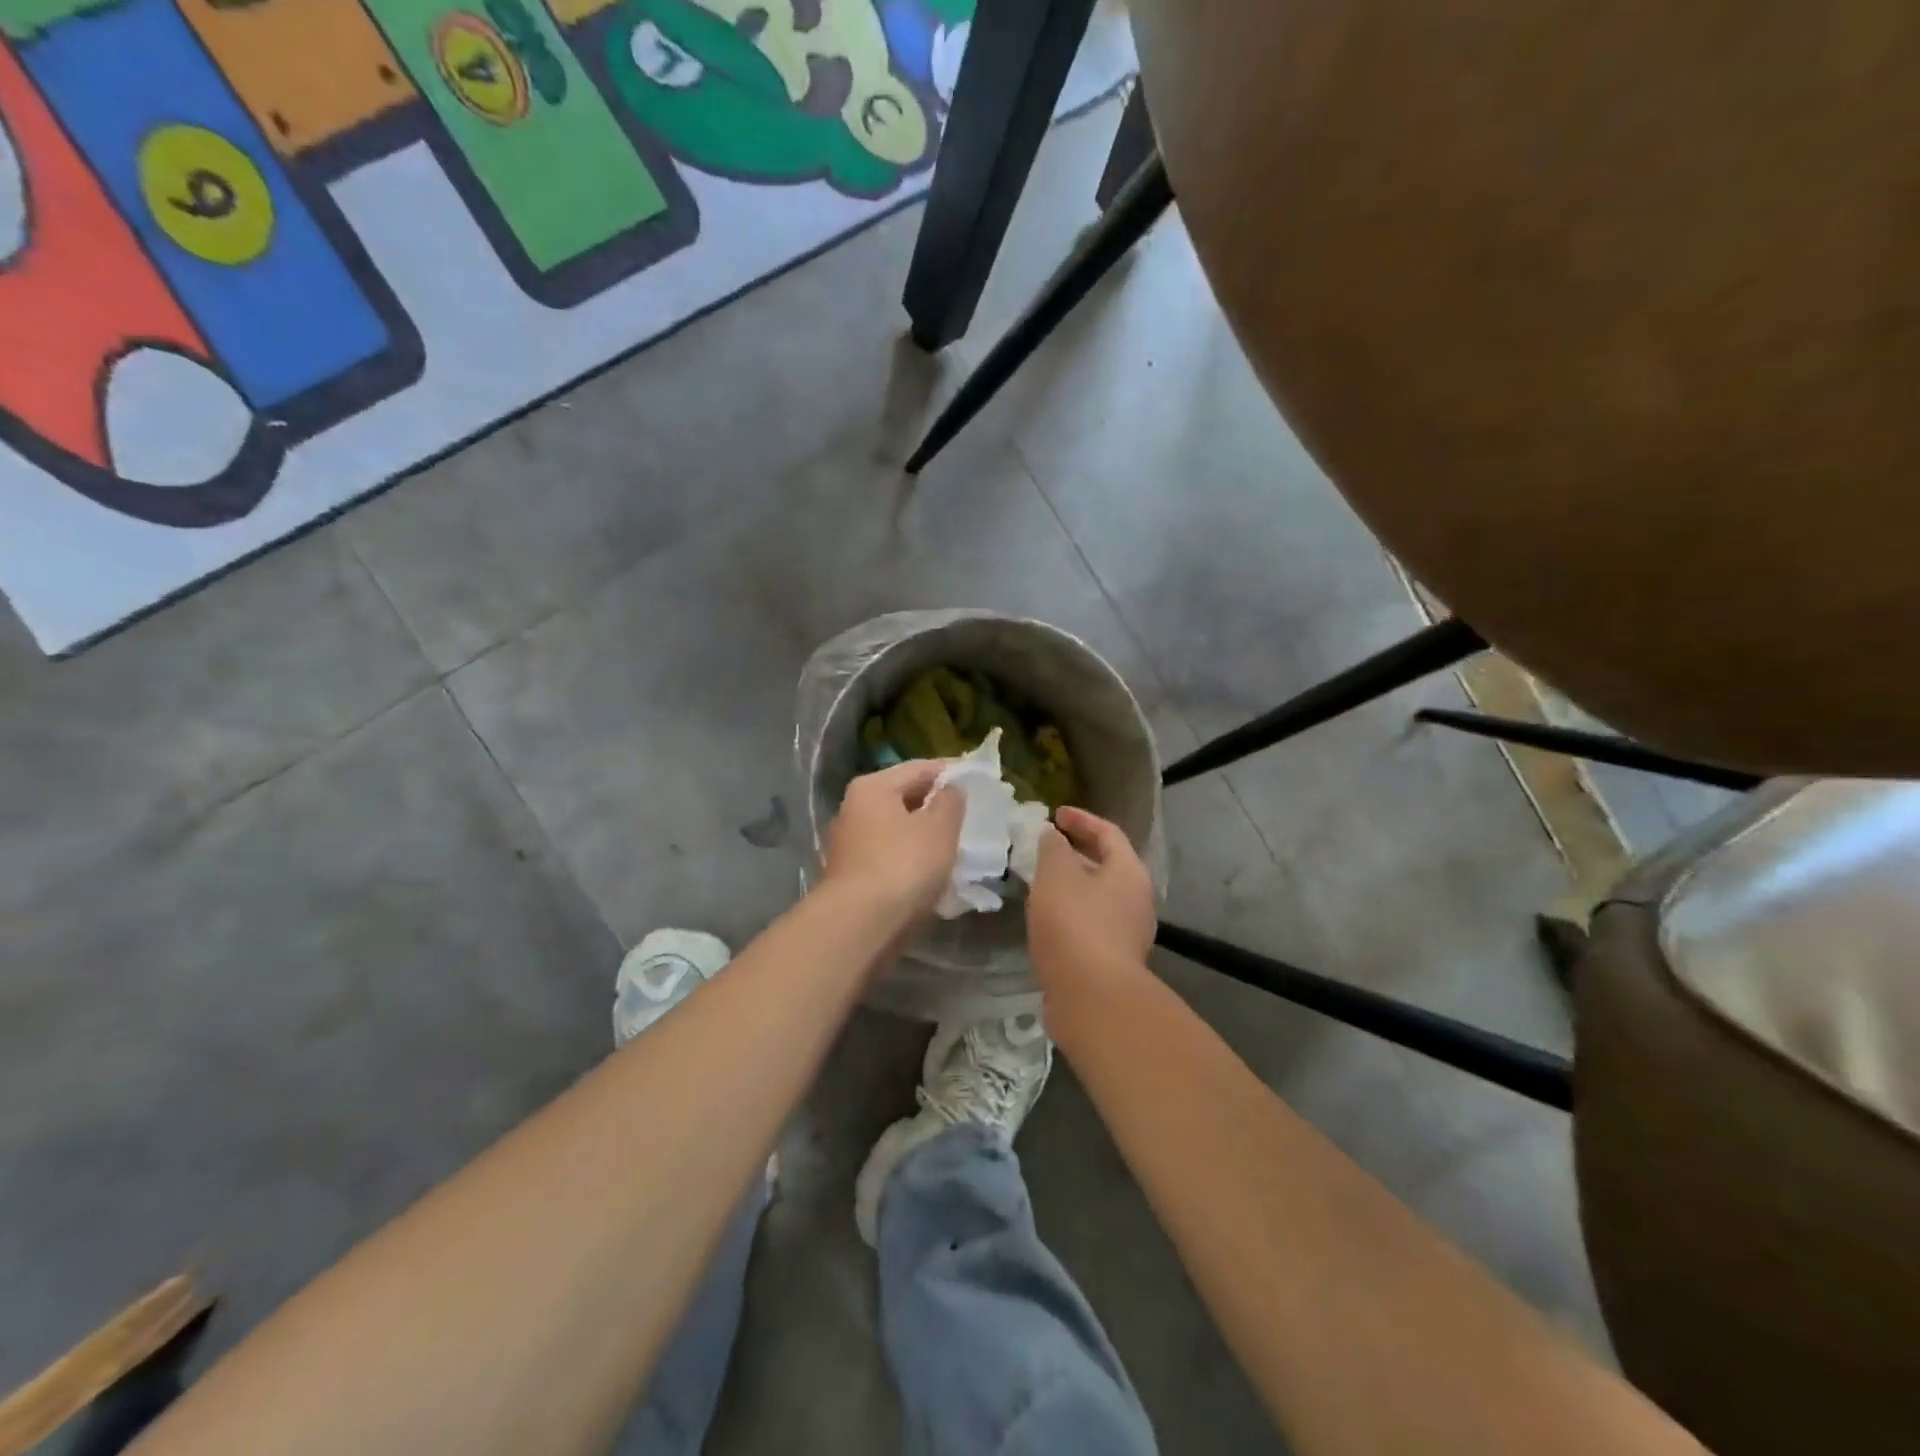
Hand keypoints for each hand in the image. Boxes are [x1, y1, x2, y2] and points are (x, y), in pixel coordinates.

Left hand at [822, 759, 964, 915]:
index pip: (918, 768)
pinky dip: (910, 859)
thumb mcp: (940, 828)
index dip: (950, 772)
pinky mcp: (851, 876)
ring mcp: (849, 844)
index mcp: (872, 787)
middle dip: (936, 806)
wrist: (859, 925)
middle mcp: (853, 809)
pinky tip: (932, 873)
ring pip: (897, 830)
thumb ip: (951, 801)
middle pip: (903, 798)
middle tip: (969, 816)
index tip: (977, 782)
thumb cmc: (903, 865)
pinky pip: (889, 856)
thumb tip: (950, 789)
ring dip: (923, 835)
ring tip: (956, 846)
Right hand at [1027, 806, 1156, 987]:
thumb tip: (1053, 836)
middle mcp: (1136, 899)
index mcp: (1129, 872)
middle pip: (1107, 864)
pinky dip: (1070, 911)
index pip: (1108, 833)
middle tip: (1047, 846)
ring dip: (1072, 884)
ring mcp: (1127, 932)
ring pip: (1097, 895)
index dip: (1081, 819)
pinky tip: (1046, 918)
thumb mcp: (1056, 875)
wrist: (1092, 997)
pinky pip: (1091, 922)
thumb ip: (1053, 848)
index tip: (1055, 814)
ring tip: (1040, 880)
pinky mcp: (1112, 959)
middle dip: (1076, 852)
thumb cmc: (1075, 924)